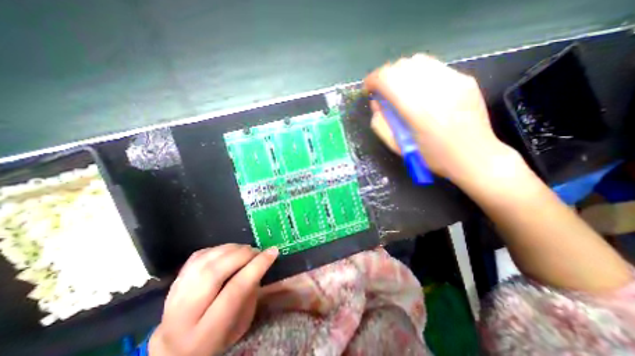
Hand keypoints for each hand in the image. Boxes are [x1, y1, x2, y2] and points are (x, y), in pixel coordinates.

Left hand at [150, 243, 278, 355]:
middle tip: (257, 251)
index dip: (257, 266)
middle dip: (243, 255)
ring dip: (232, 249)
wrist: (177, 346)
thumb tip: (259, 262)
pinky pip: (200, 255)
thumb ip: (250, 293)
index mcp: (206, 332)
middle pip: (215, 272)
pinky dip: (219, 249)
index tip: (273, 251)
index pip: (234, 290)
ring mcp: (175, 295)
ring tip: (245, 250)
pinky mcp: (175, 280)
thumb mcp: (241, 323)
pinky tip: (229, 252)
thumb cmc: (218, 337)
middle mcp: (184, 314)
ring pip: (206, 260)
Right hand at [362, 55, 514, 183]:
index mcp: (416, 109)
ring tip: (398, 89)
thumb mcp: (397, 147)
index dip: (372, 80)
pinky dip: (418, 73)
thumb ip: (380, 124)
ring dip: (400, 72)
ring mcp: (453, 80)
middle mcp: (435, 88)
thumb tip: (376, 104)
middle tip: (381, 91)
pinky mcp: (464, 79)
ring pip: (417, 61)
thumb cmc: (431, 157)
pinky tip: (418, 89)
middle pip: (400, 66)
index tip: (367, 89)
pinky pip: (433, 66)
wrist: (474, 156)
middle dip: (384, 76)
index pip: (387, 79)